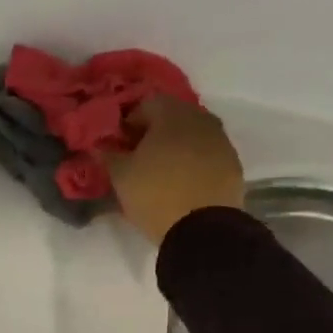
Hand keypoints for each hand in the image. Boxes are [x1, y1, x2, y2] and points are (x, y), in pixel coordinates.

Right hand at [105, 98, 245, 245]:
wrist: (203, 229)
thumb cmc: (155, 195)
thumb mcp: (121, 177)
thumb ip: (108, 156)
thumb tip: (99, 146)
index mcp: (171, 115)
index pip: (147, 103)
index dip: (130, 122)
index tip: (121, 144)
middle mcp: (200, 119)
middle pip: (173, 117)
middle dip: (155, 132)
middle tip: (140, 157)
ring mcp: (221, 141)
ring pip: (193, 135)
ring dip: (177, 147)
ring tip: (162, 173)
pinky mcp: (233, 165)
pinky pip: (208, 155)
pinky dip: (195, 163)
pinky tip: (184, 184)